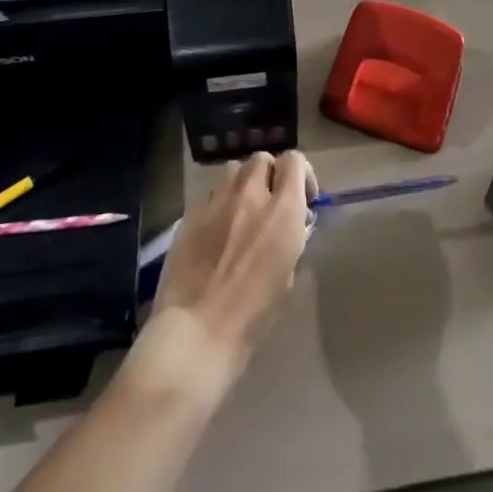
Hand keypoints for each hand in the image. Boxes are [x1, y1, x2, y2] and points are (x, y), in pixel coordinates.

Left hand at [132, 151, 316, 397]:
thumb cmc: (253, 315)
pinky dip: (218, 204)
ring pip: (233, 170)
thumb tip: (294, 225)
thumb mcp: (288, 276)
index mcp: (282, 210)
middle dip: (270, 175)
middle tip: (270, 202)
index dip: (301, 174)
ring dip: (242, 184)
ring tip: (242, 210)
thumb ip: (293, 239)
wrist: (197, 332)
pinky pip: (209, 194)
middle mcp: (250, 195)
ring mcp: (216, 201)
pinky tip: (216, 231)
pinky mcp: (189, 214)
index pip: (295, 161)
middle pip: (262, 159)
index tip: (303, 198)